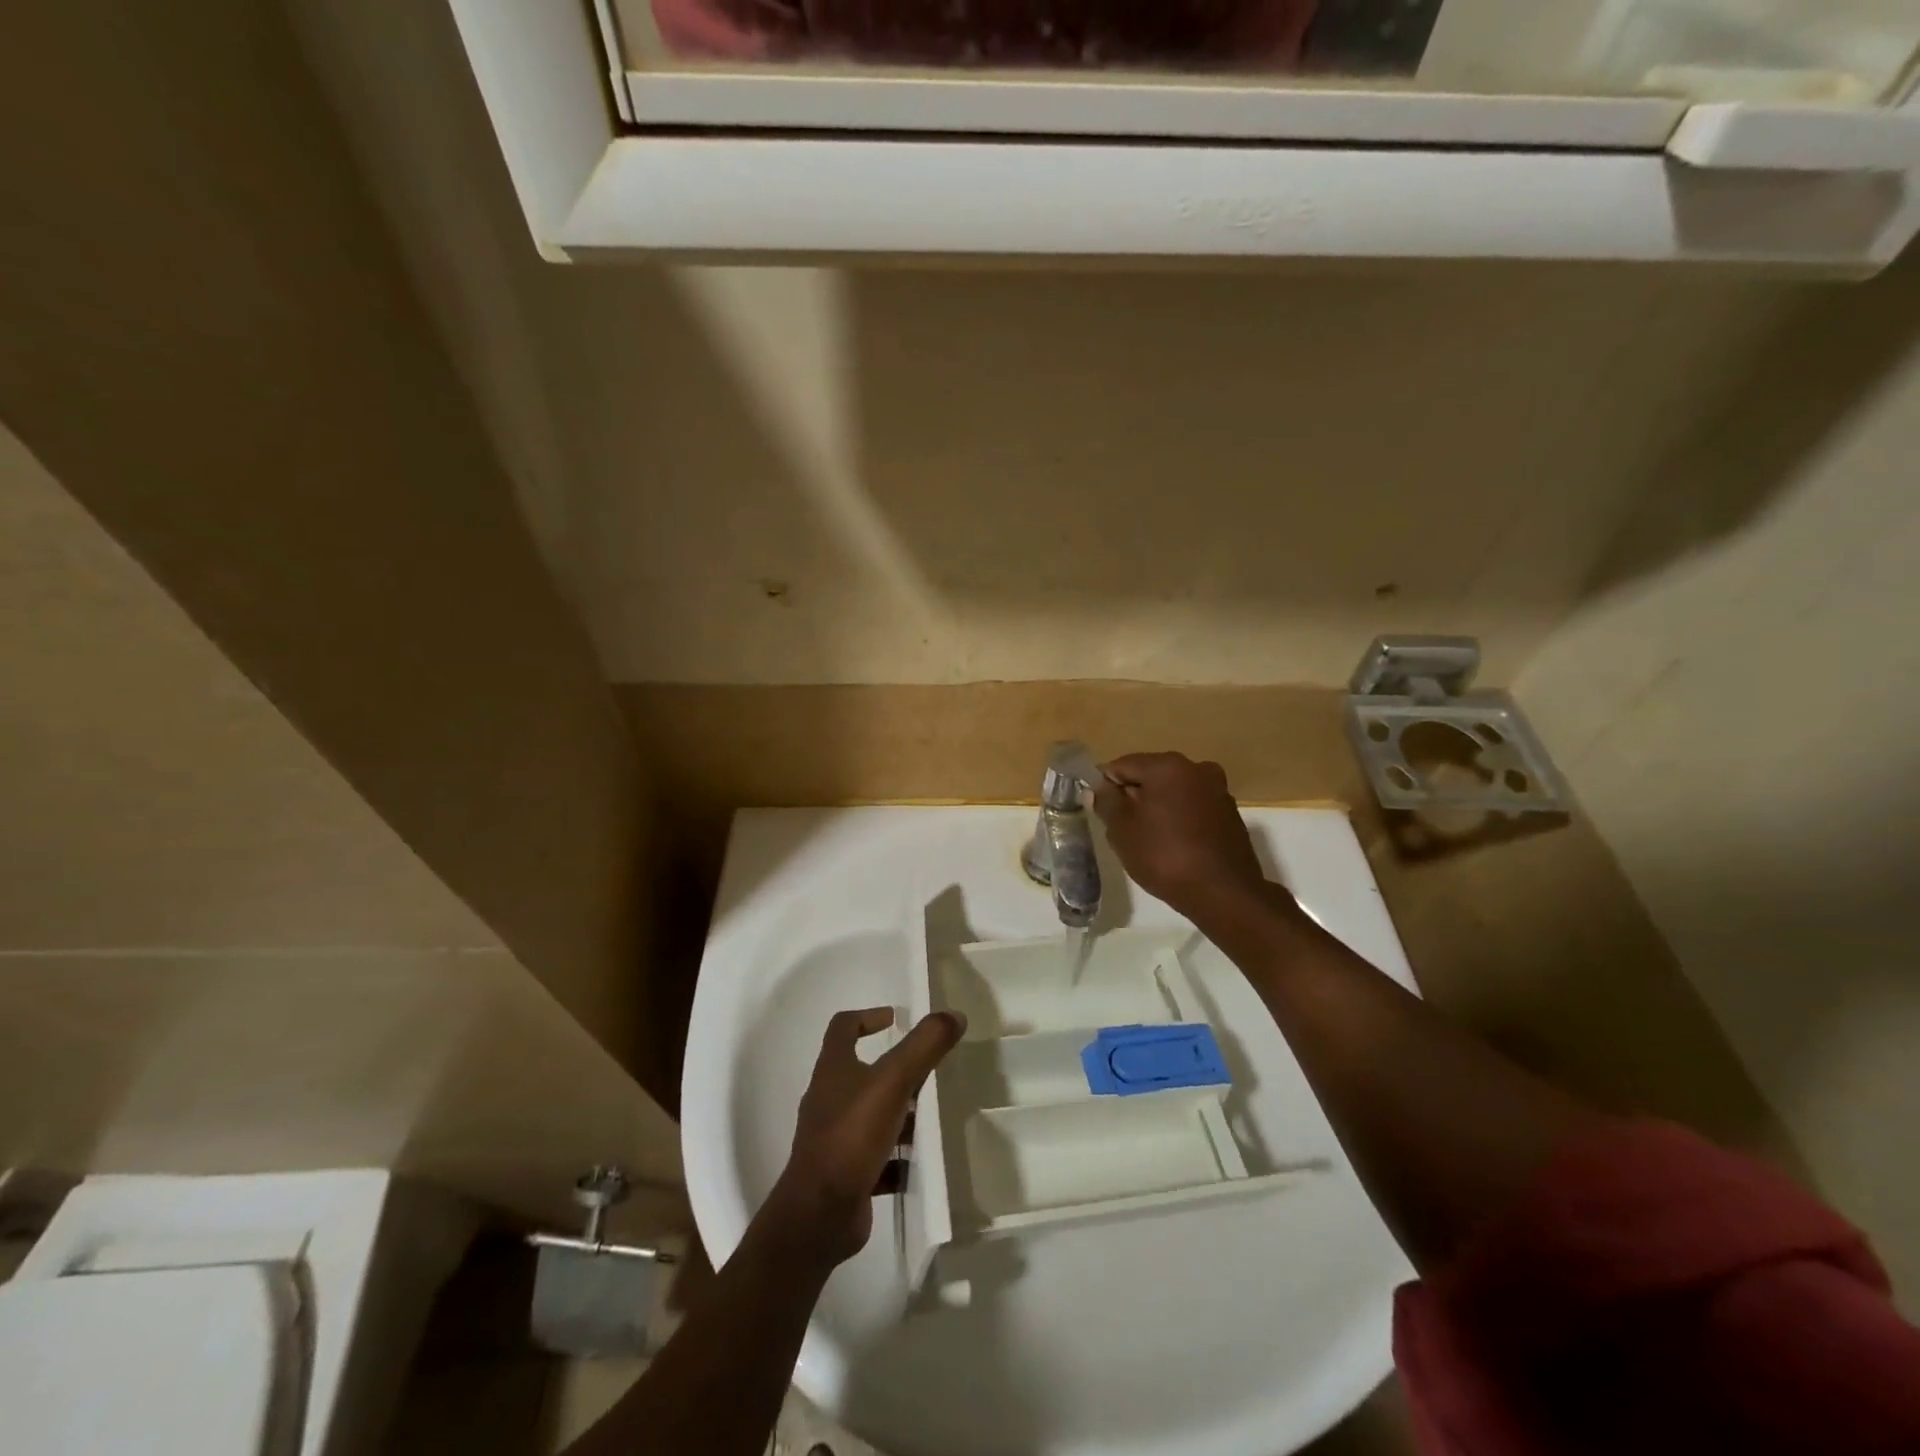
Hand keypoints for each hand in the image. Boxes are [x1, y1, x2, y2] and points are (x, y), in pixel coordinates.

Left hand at [764, 1006, 965, 1268]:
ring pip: (871, 1116)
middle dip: (895, 1070)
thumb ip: (925, 1045)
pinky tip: (921, 1162)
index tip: (896, 1019)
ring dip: (899, 1114)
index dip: (868, 1016)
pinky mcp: (845, 1174)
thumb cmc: (852, 1135)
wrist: (820, 1215)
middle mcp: (829, 1099)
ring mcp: (834, 1139)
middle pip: (861, 1072)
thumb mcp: (894, 1081)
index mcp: (833, 1069)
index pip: (843, 1027)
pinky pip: (876, 1159)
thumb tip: (954, 1014)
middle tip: (928, 1072)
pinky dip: (897, 1158)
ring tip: (932, 1117)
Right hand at [1093, 752, 1269, 916]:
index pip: (1122, 765)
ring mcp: (1217, 790)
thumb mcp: (1122, 830)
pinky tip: (1174, 845)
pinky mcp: (1230, 814)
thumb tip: (1098, 787)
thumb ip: (1106, 802)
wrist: (1222, 893)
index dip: (1106, 786)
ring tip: (1148, 840)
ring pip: (1173, 792)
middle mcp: (1196, 768)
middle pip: (1150, 776)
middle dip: (1133, 797)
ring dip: (1158, 808)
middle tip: (1122, 829)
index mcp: (1167, 765)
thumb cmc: (1164, 855)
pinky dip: (1179, 819)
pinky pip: (1193, 808)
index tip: (1101, 811)